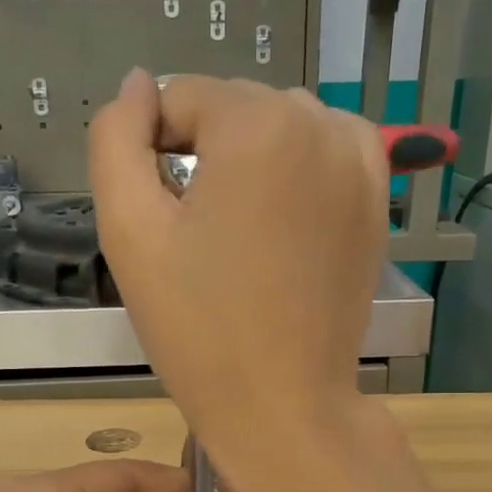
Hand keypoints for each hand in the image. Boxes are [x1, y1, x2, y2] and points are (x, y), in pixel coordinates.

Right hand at [88, 70, 389, 491]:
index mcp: (257, 123)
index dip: (150, 151)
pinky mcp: (376, 201)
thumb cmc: (198, 327)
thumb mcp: (130, 232)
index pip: (179, 98)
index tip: (156, 219)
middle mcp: (320, 123)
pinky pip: (324, 153)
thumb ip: (115, 140)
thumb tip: (137, 85)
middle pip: (232, 108)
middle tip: (193, 237)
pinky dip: (295, 172)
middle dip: (202, 155)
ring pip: (279, 126)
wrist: (282, 405)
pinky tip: (280, 223)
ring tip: (235, 234)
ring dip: (247, 161)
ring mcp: (359, 161)